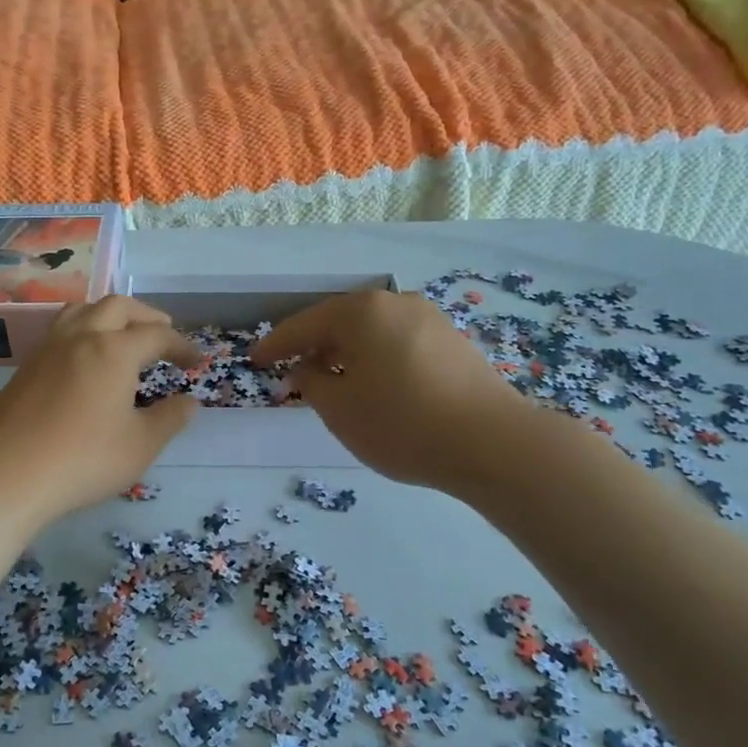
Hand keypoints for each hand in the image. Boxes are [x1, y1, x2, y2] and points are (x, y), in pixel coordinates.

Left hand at [0, 296, 199, 528]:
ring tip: (122, 334)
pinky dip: (84, 330)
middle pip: (118, 307)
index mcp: (113, 350)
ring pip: (83, 310)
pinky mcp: (26, 367)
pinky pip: (61, 330)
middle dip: (146, 316)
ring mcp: (48, 349)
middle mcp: (81, 337)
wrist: (5, 474)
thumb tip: (189, 402)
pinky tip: (85, 359)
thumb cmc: (83, 460)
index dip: (181, 345)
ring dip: (110, 315)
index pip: (156, 335)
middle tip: (163, 335)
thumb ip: (169, 419)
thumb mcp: (140, 445)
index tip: (195, 361)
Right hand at [252, 291, 528, 493]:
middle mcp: (396, 303)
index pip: (305, 324)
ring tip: (333, 381)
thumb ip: (311, 382)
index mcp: (361, 311)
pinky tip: (376, 385)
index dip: (276, 344)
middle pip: (341, 322)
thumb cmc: (400, 423)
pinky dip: (377, 359)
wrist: (492, 443)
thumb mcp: (339, 409)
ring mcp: (430, 320)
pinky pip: (399, 343)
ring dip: (347, 353)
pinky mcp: (453, 342)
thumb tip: (308, 367)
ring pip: (373, 332)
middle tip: (292, 370)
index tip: (255, 360)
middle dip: (314, 346)